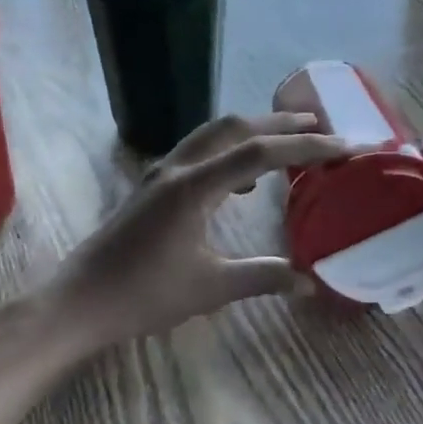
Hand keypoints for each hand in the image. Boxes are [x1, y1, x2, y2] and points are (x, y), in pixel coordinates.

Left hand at [47, 112, 350, 357]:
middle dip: (280, 123)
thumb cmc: (144, 295)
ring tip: (288, 142)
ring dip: (254, 132)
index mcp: (194, 187)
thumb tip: (309, 282)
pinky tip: (243, 181)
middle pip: (235, 128)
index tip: (342, 146)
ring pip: (214, 135)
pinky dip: (230, 152)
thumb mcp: (210, 288)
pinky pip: (199, 152)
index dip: (304, 146)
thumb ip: (262, 278)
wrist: (80, 301)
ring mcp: (162, 174)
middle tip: (320, 125)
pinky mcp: (153, 186)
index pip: (260, 153)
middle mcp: (178, 169)